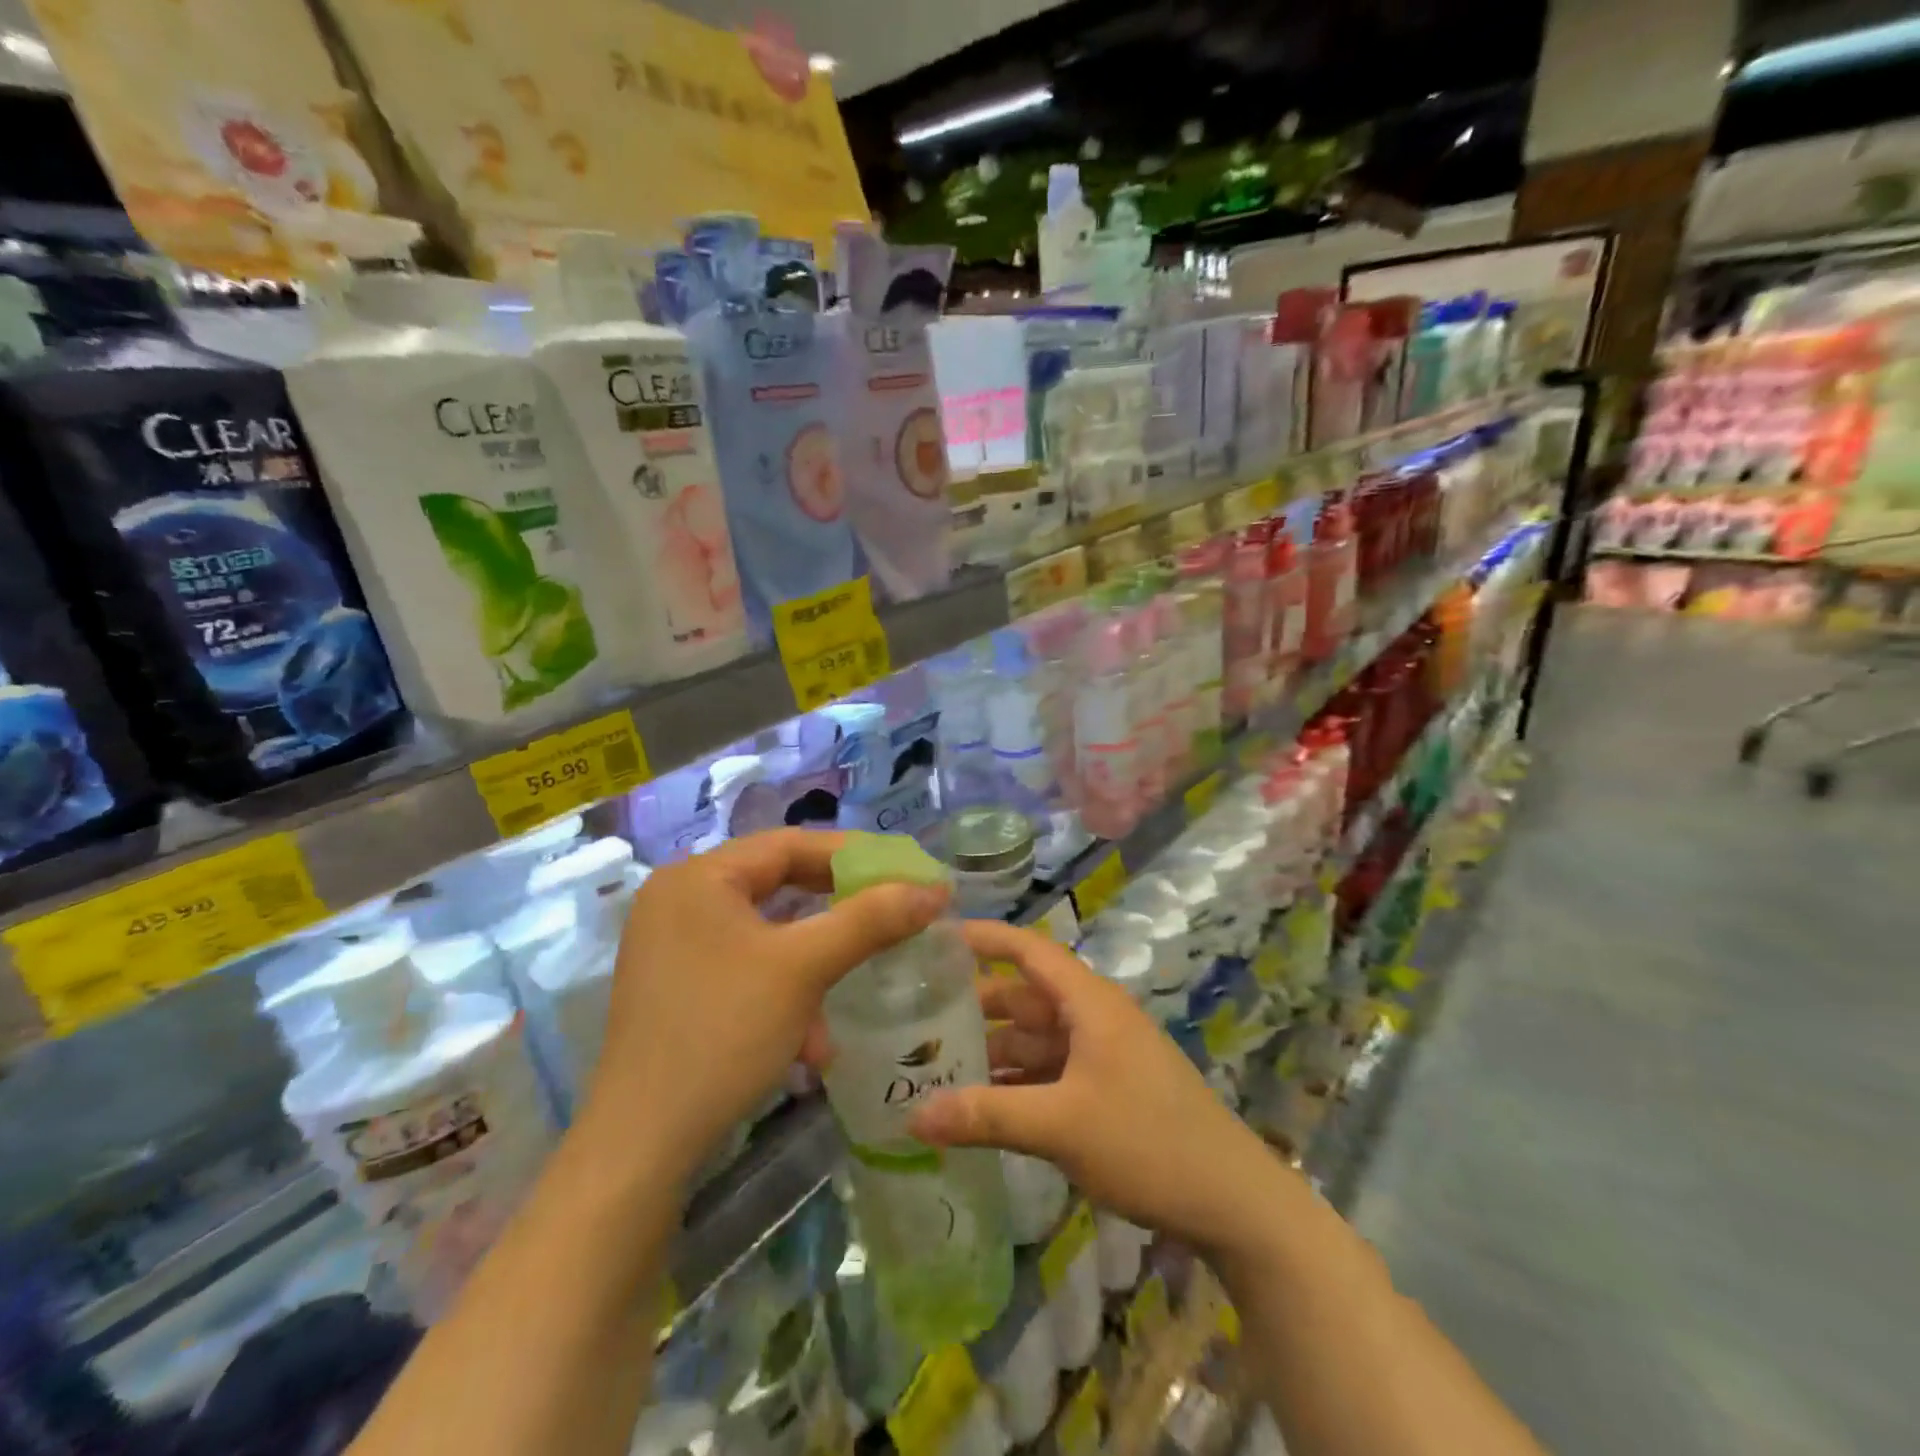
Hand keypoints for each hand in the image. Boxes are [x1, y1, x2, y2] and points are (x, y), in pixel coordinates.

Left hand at [579, 829, 947, 1181]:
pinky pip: (745, 966)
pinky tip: (810, 1040)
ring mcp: (672, 944)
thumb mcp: (804, 968)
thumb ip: (870, 919)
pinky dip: (784, 989)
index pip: (789, 844)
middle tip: (892, 913)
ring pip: (766, 932)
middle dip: (837, 909)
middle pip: (777, 884)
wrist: (641, 1145)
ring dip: (815, 959)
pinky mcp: (676, 985)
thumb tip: (934, 888)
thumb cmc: (723, 1033)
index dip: (854, 855)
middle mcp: (679, 898)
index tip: (905, 870)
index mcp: (698, 877)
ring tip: (854, 983)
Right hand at [911, 920, 1283, 1256]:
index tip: (934, 936)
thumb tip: (912, 1114)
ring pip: (1034, 1039)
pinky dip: (1016, 1082)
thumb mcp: (1061, 1126)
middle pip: (1023, 998)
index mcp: (1088, 1002)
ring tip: (933, 1066)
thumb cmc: (1147, 1142)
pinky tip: (979, 1106)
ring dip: (991, 1051)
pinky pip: (1049, 1072)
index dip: (984, 937)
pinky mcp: (1106, 1090)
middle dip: (973, 1007)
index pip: (1028, 949)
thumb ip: (986, 1116)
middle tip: (913, 1018)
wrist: (1233, 1202)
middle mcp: (1092, 1018)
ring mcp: (1101, 1055)